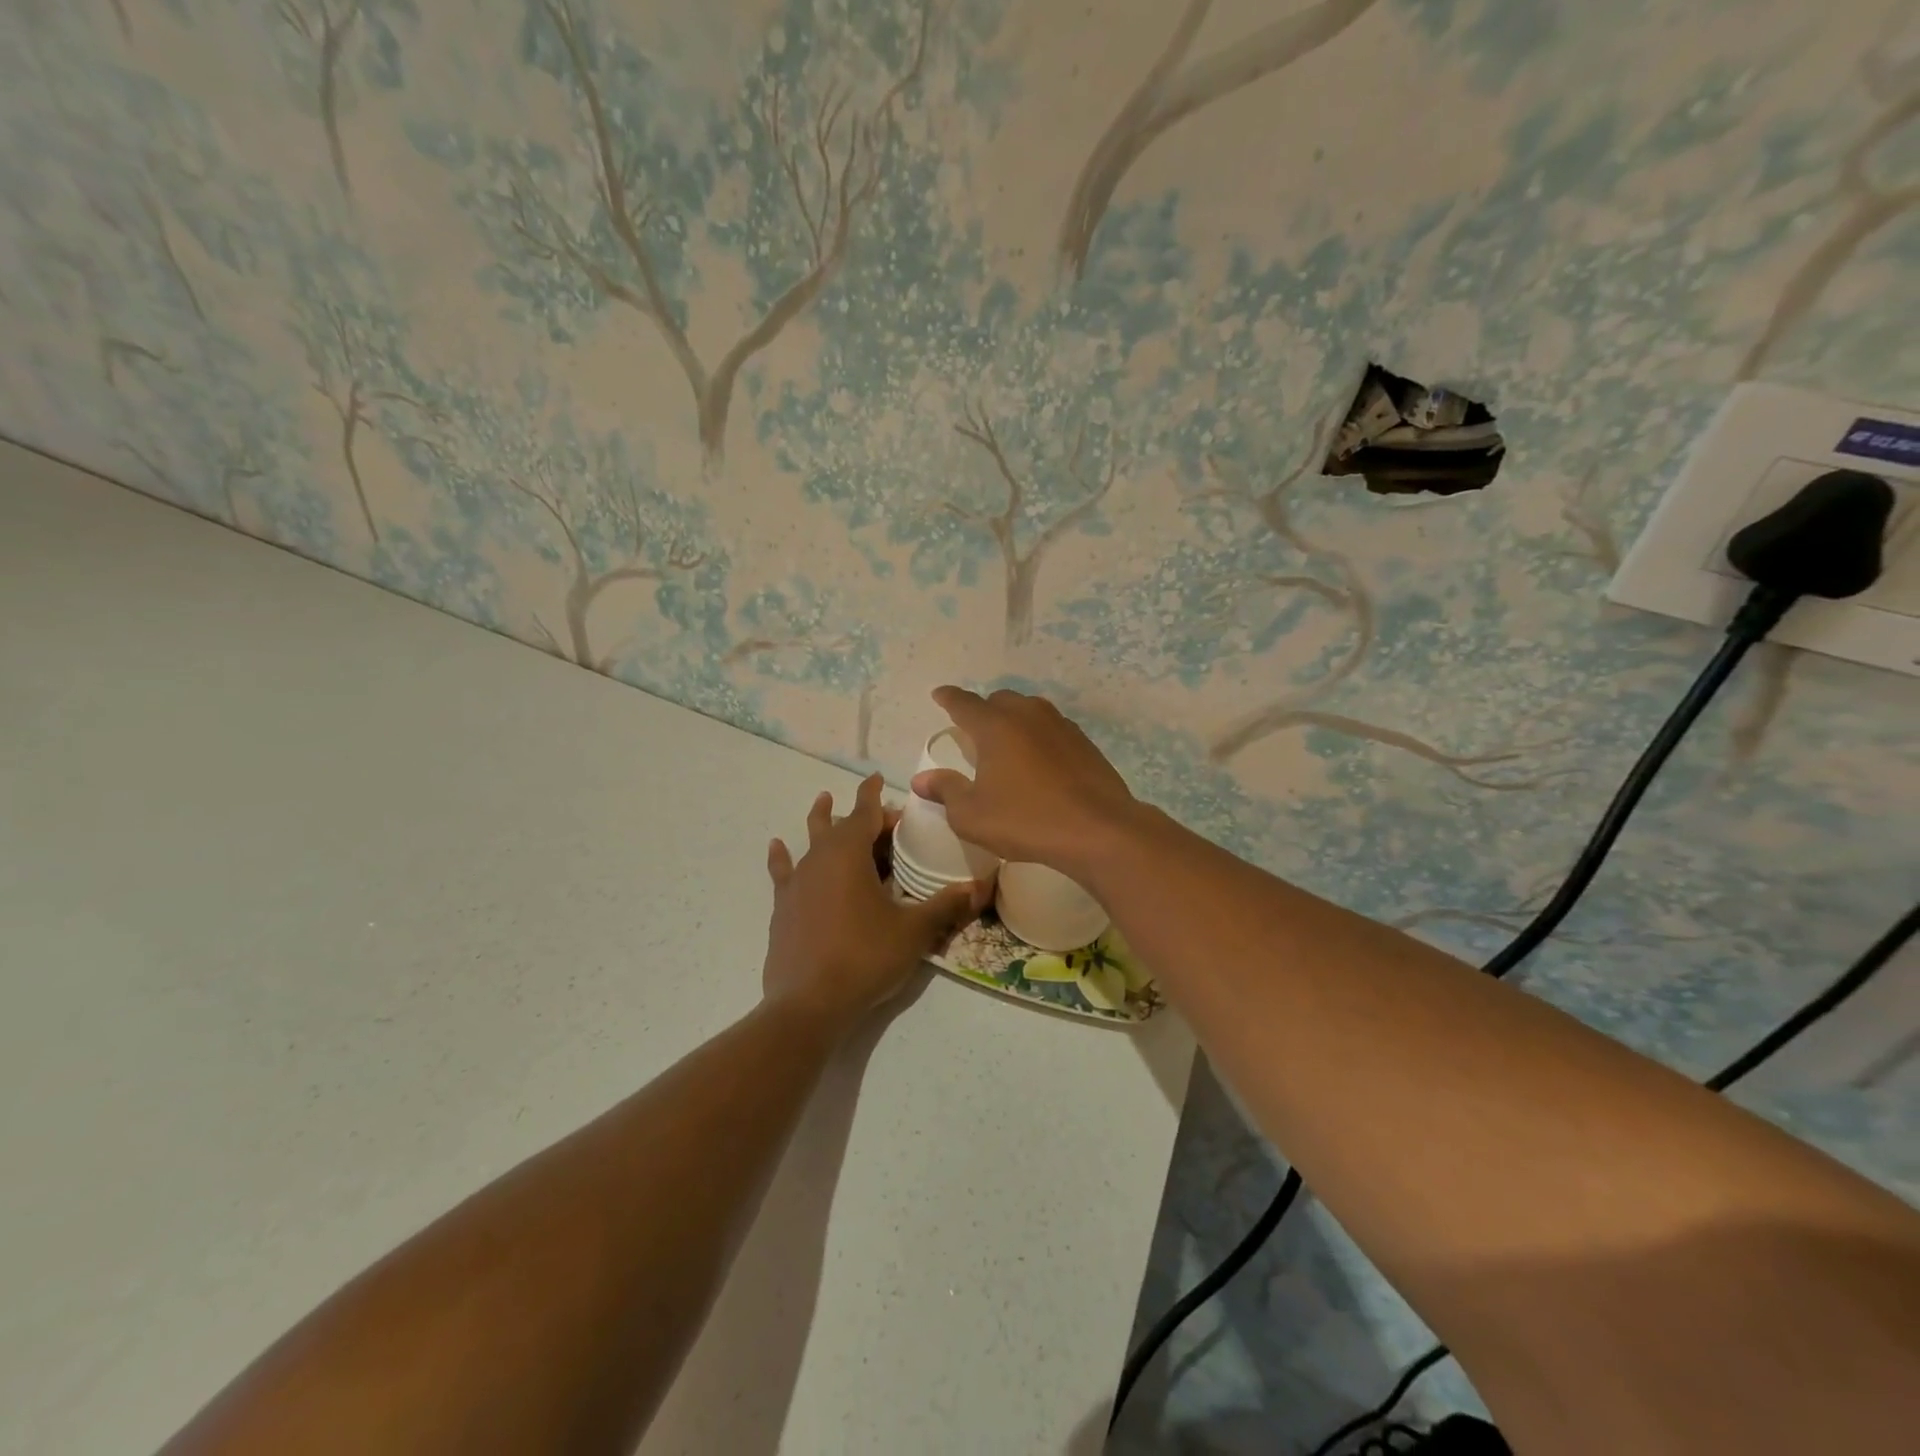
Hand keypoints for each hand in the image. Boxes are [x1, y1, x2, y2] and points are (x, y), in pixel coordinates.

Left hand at [763, 773, 990, 1031]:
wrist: (809, 1003)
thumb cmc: (865, 957)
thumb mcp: (914, 931)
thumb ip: (946, 905)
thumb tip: (981, 886)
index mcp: (850, 854)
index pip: (866, 813)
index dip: (876, 796)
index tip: (880, 778)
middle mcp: (819, 858)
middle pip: (841, 825)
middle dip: (861, 816)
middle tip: (882, 820)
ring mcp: (797, 882)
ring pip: (810, 841)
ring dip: (821, 821)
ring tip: (823, 801)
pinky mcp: (783, 906)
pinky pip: (784, 871)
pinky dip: (782, 856)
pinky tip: (776, 845)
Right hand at [909, 687, 1142, 874]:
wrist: (1098, 829)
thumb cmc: (1027, 820)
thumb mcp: (973, 815)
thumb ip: (946, 791)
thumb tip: (921, 779)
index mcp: (995, 726)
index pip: (964, 703)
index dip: (948, 698)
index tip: (939, 694)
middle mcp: (1027, 715)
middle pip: (999, 701)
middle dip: (983, 711)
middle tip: (974, 732)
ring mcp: (1060, 725)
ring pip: (1029, 710)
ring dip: (1013, 720)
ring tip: (1007, 745)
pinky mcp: (1083, 742)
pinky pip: (1051, 728)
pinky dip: (1038, 736)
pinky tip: (1039, 761)